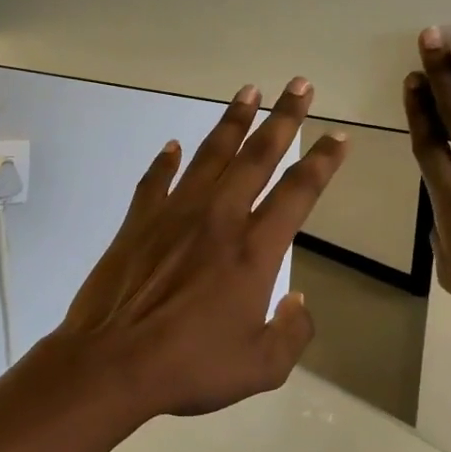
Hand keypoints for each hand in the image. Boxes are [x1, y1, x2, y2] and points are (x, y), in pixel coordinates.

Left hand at [55, 78, 349, 418]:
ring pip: (210, 155)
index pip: (299, 192)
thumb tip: (298, 300)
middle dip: (284, 117)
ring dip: (233, 121)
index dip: (323, 161)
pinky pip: (156, 180)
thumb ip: (292, 332)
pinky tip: (173, 146)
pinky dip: (166, 161)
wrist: (113, 363)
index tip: (337, 136)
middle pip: (258, 156)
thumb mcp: (261, 367)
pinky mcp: (139, 221)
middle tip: (299, 84)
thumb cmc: (190, 366)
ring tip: (249, 90)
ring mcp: (175, 214)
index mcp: (254, 250)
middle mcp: (219, 218)